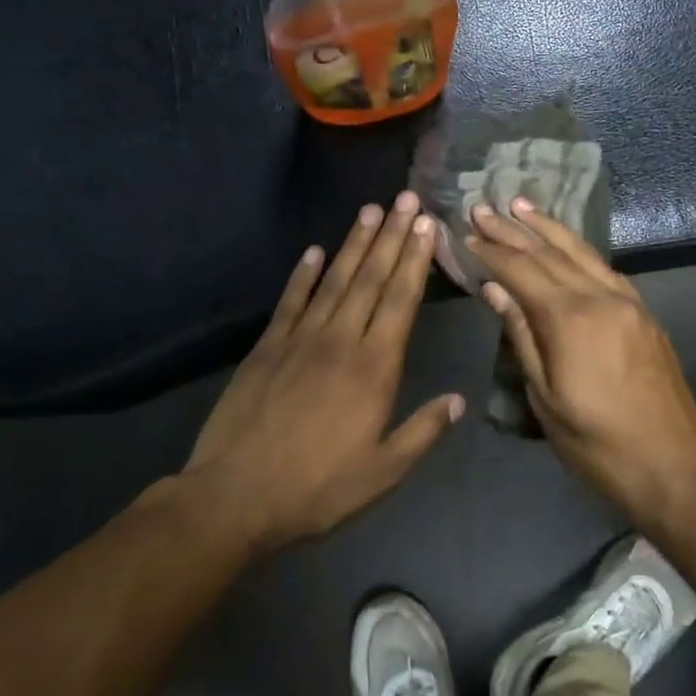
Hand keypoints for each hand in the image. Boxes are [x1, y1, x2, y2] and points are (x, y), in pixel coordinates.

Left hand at [185, 192, 463, 553]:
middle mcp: (340, 341)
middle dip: (392, 237)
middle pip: (371, 279)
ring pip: (334, 281)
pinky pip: (290, 302)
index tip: (426, 227)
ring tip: (371, 210)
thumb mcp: (383, 471)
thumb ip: (423, 431)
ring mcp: (299, 340)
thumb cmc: (318, 488)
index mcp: (374, 369)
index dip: (415, 261)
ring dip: (354, 245)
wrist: (237, 495)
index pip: (400, 302)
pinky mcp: (267, 348)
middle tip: (406, 199)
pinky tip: (314, 251)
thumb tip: (459, 400)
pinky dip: (303, 275)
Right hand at [466, 199, 695, 521]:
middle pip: (550, 253)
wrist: (674, 467)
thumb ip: (521, 337)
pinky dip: (579, 250)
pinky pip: (605, 269)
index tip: (466, 232)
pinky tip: (565, 246)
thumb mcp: (546, 398)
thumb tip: (495, 289)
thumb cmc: (597, 444)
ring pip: (582, 253)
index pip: (522, 271)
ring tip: (521, 206)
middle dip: (513, 229)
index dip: (491, 251)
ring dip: (548, 228)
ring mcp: (628, 303)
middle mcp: (601, 298)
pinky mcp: (644, 314)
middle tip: (483, 207)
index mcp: (571, 320)